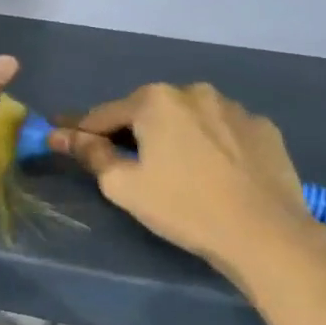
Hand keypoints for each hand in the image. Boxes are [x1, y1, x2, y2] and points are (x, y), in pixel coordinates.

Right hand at [53, 83, 314, 285]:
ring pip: (188, 117)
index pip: (104, 114)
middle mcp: (194, 91)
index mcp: (155, 100)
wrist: (265, 233)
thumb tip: (61, 135)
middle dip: (131, 131)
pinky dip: (209, 143)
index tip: (63, 140)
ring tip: (173, 168)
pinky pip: (222, 130)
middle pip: (147, 111)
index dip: (81, 131)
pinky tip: (212, 171)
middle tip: (123, 162)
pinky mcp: (263, 127)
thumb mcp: (123, 185)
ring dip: (173, 134)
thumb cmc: (183, 206)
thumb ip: (90, 153)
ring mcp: (234, 107)